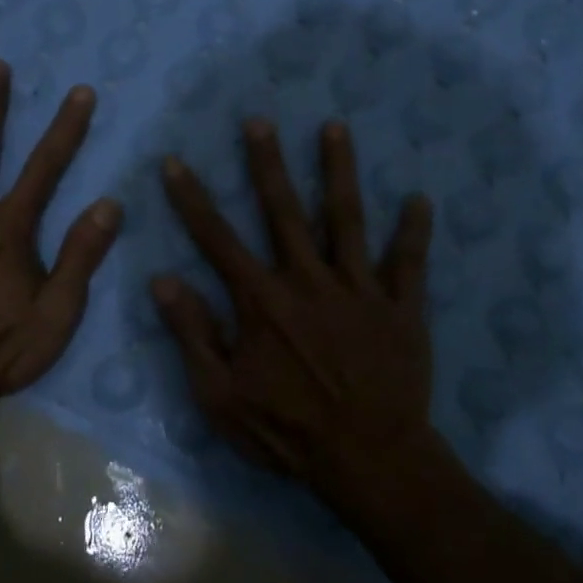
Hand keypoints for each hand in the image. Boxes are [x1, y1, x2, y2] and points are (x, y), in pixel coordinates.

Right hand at [152, 118, 440, 516]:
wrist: (368, 461)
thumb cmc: (287, 432)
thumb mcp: (221, 396)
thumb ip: (192, 335)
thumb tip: (162, 281)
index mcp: (262, 301)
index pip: (217, 239)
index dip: (193, 200)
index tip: (176, 162)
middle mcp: (309, 282)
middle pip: (284, 212)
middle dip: (268, 164)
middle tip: (260, 121)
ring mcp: (359, 291)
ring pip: (348, 220)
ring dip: (339, 172)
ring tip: (335, 128)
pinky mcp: (401, 309)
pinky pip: (409, 264)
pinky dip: (415, 232)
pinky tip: (420, 199)